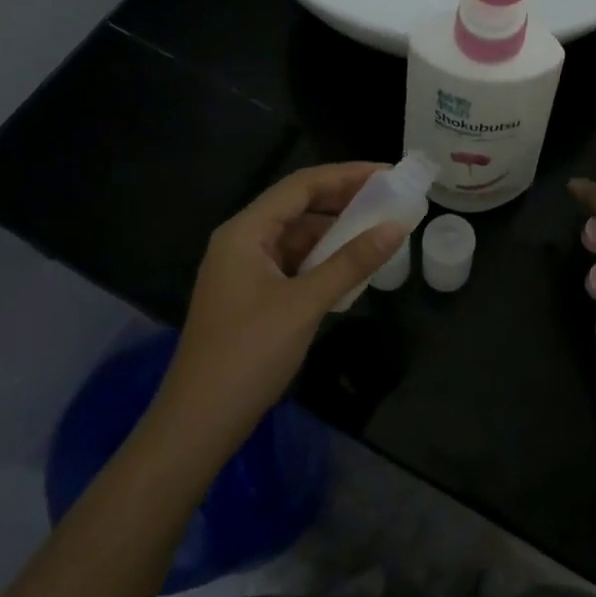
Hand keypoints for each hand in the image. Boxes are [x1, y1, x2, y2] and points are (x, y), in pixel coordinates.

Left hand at [148, 163, 406, 462]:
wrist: (199, 422)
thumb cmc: (248, 354)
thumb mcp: (305, 304)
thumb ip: (351, 262)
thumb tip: (397, 227)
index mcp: (244, 232)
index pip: (300, 186)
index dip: (346, 175)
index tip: (388, 174)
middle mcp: (241, 242)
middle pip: (298, 207)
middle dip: (343, 201)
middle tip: (389, 199)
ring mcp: (244, 270)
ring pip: (297, 237)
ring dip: (335, 233)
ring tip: (378, 231)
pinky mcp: (252, 296)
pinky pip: (293, 264)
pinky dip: (322, 261)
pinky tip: (351, 269)